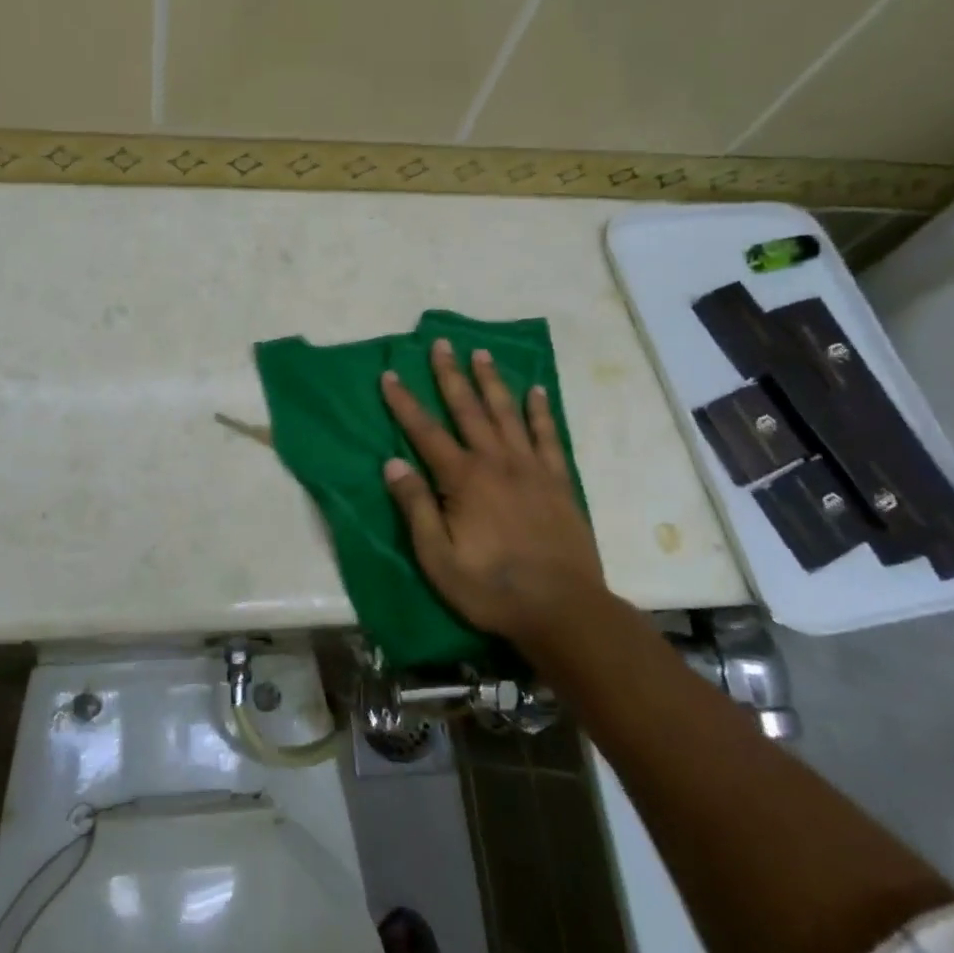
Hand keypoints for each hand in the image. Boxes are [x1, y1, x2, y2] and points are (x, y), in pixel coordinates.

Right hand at [380, 339, 606, 650]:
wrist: (564, 609)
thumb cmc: (492, 588)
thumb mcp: (439, 559)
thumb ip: (416, 508)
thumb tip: (392, 464)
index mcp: (463, 479)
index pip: (425, 432)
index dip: (404, 403)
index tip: (390, 374)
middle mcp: (496, 462)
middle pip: (468, 409)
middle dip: (450, 375)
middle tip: (441, 343)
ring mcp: (531, 468)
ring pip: (507, 413)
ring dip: (491, 381)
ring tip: (481, 353)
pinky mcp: (558, 481)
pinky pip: (547, 437)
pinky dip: (540, 412)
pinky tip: (536, 391)